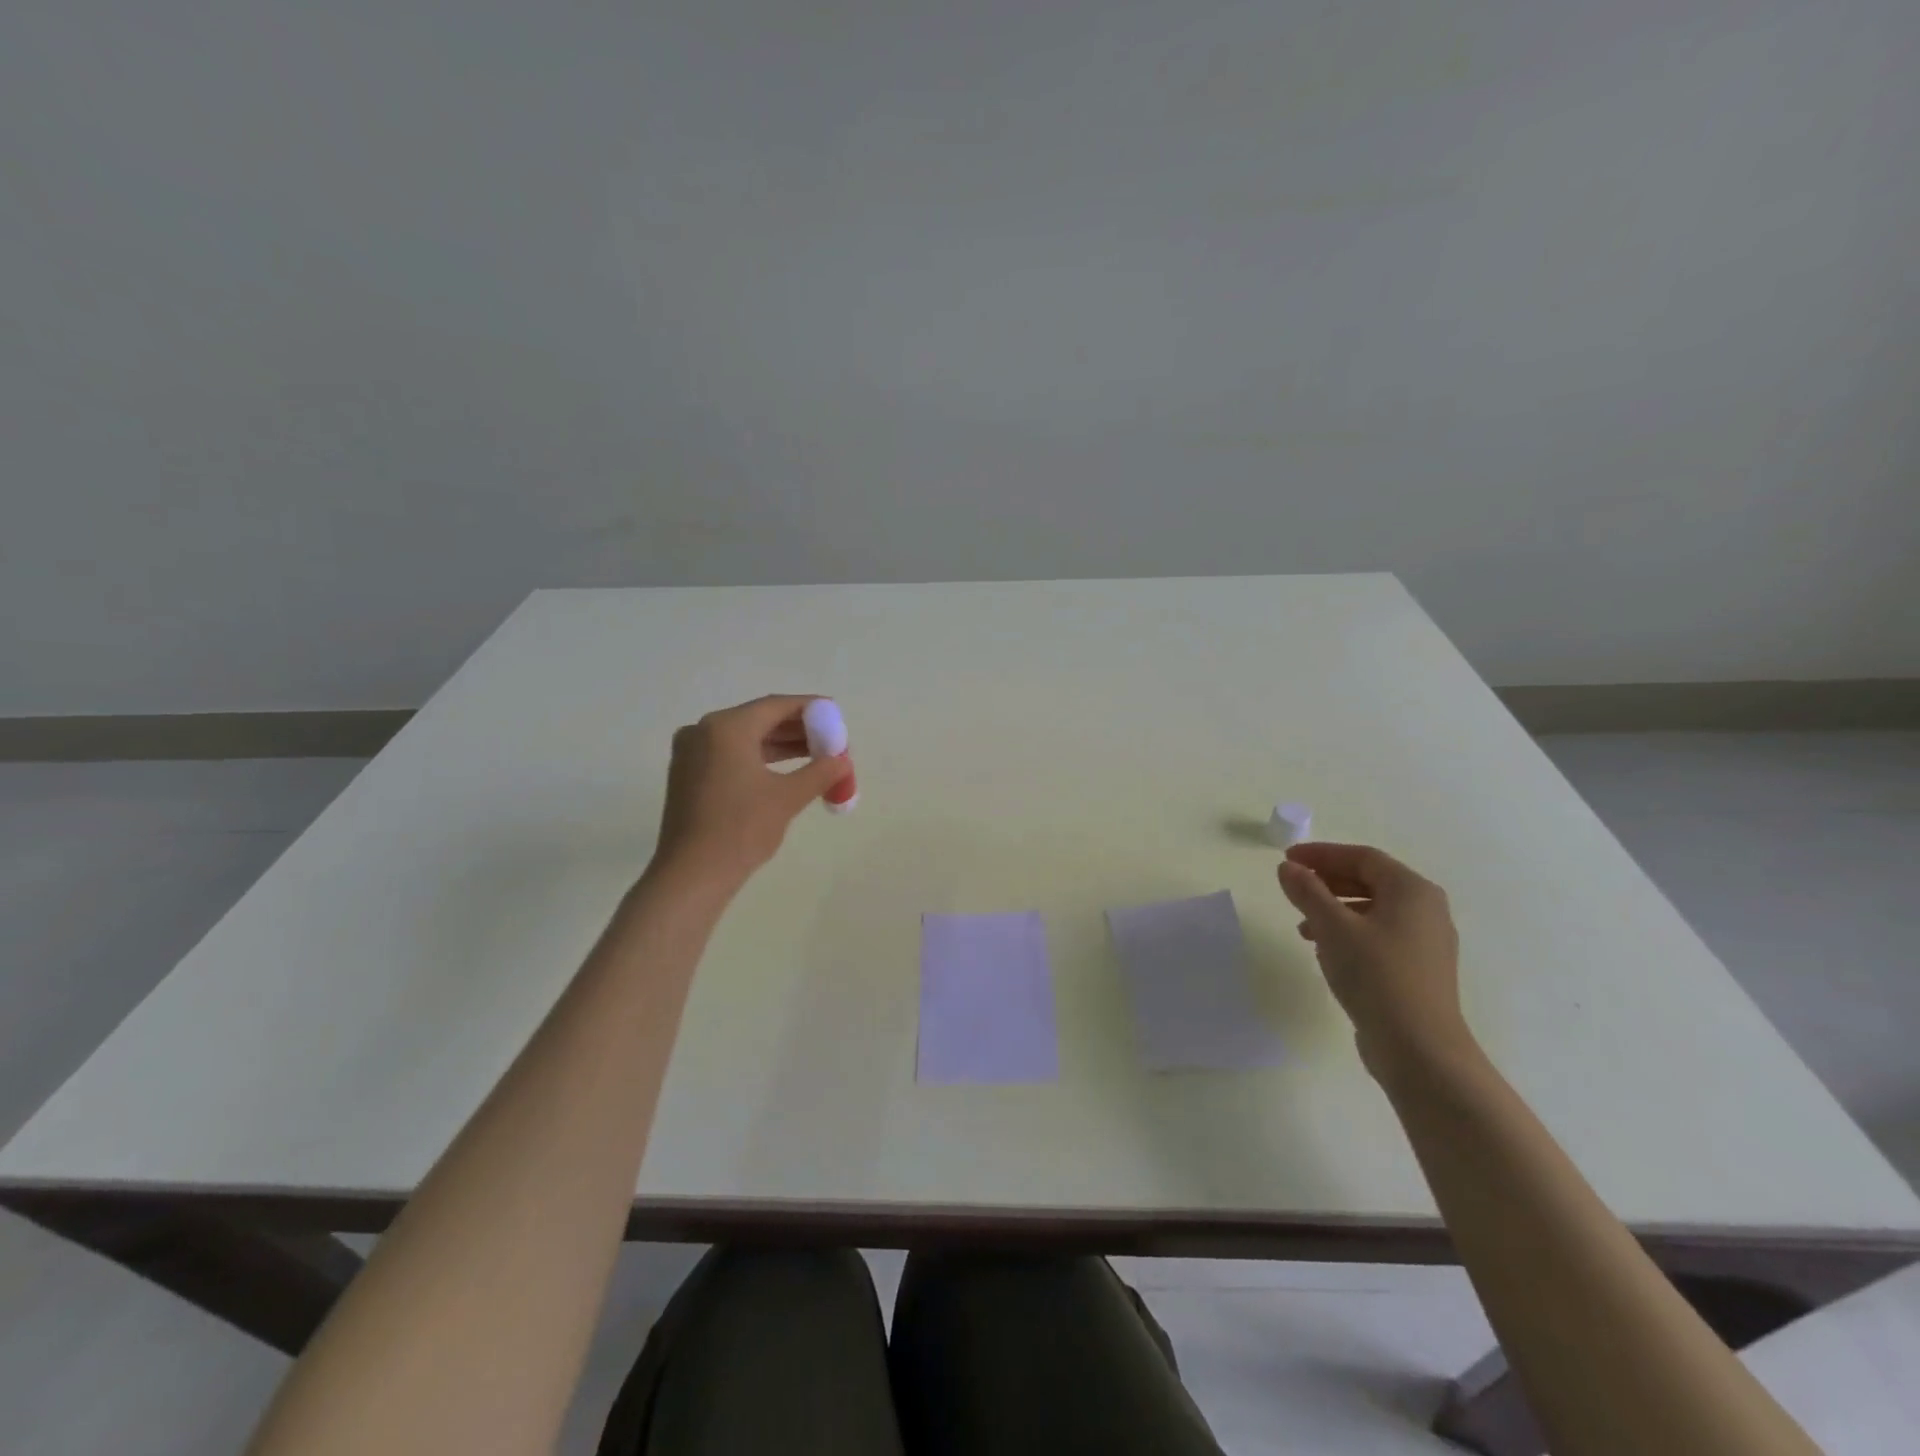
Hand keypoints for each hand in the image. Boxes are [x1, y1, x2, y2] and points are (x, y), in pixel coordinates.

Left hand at [649, 695, 851, 890]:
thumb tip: (843, 761)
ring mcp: (691, 753)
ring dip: (780, 745)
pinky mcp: (688, 775)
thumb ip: (820, 772)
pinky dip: (758, 758)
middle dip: (797, 729)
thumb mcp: (788, 797)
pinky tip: (785, 771)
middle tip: (830, 740)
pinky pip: (730, 754)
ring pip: (745, 738)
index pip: (776, 706)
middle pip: (759, 719)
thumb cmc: (741, 829)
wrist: (692, 874)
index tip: (835, 715)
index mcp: (726, 728)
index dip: (809, 709)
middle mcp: (703, 731)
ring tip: (816, 756)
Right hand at [1276, 842, 1472, 1077]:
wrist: (1419, 1048)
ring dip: (1334, 908)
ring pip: (1372, 909)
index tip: (1287, 859)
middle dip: (1328, 880)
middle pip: (1370, 881)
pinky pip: (1378, 934)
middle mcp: (1426, 910)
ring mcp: (1425, 942)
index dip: (1322, 854)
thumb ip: (1307, 891)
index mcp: (1412, 891)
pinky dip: (1348, 932)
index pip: (1362, 857)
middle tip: (1293, 886)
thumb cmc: (1376, 975)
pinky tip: (1325, 949)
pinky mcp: (1418, 969)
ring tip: (1302, 923)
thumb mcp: (1332, 927)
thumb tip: (1287, 867)